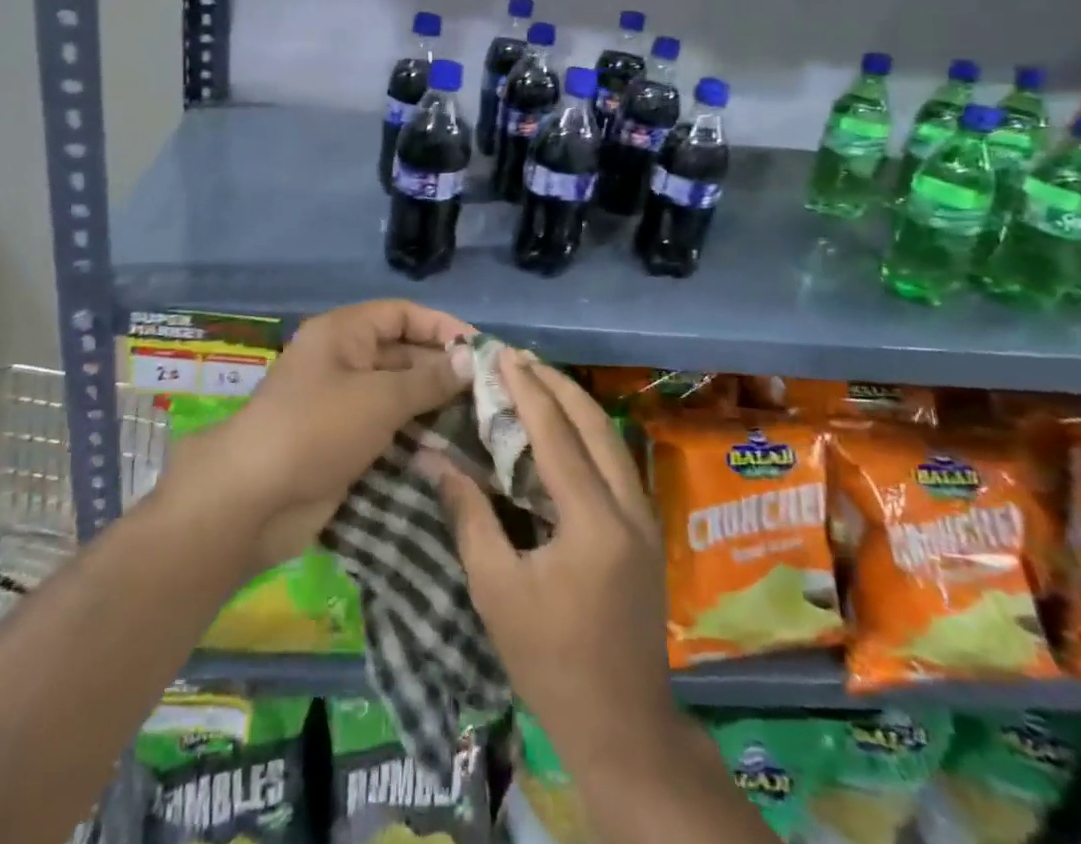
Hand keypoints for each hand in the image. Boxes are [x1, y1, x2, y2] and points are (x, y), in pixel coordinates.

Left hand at [165, 300, 474, 572]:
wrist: (252, 500)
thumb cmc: (317, 429)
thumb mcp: (379, 398)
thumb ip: (428, 379)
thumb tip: (469, 359)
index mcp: (343, 333)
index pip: (402, 315)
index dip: (442, 327)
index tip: (481, 350)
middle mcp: (343, 361)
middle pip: (402, 354)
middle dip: (443, 371)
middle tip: (489, 393)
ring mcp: (341, 404)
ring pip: (397, 395)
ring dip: (434, 408)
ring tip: (481, 424)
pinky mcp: (342, 443)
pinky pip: (387, 429)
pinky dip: (415, 436)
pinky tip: (450, 451)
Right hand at [422, 351, 679, 771]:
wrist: (622, 724)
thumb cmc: (550, 661)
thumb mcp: (496, 591)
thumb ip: (469, 516)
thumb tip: (434, 459)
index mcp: (593, 521)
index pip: (557, 435)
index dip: (527, 390)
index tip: (502, 355)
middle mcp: (628, 507)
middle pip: (595, 424)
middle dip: (556, 384)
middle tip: (518, 359)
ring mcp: (645, 518)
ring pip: (611, 439)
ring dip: (574, 404)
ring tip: (537, 380)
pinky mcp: (646, 531)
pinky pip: (615, 461)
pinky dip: (587, 433)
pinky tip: (562, 429)